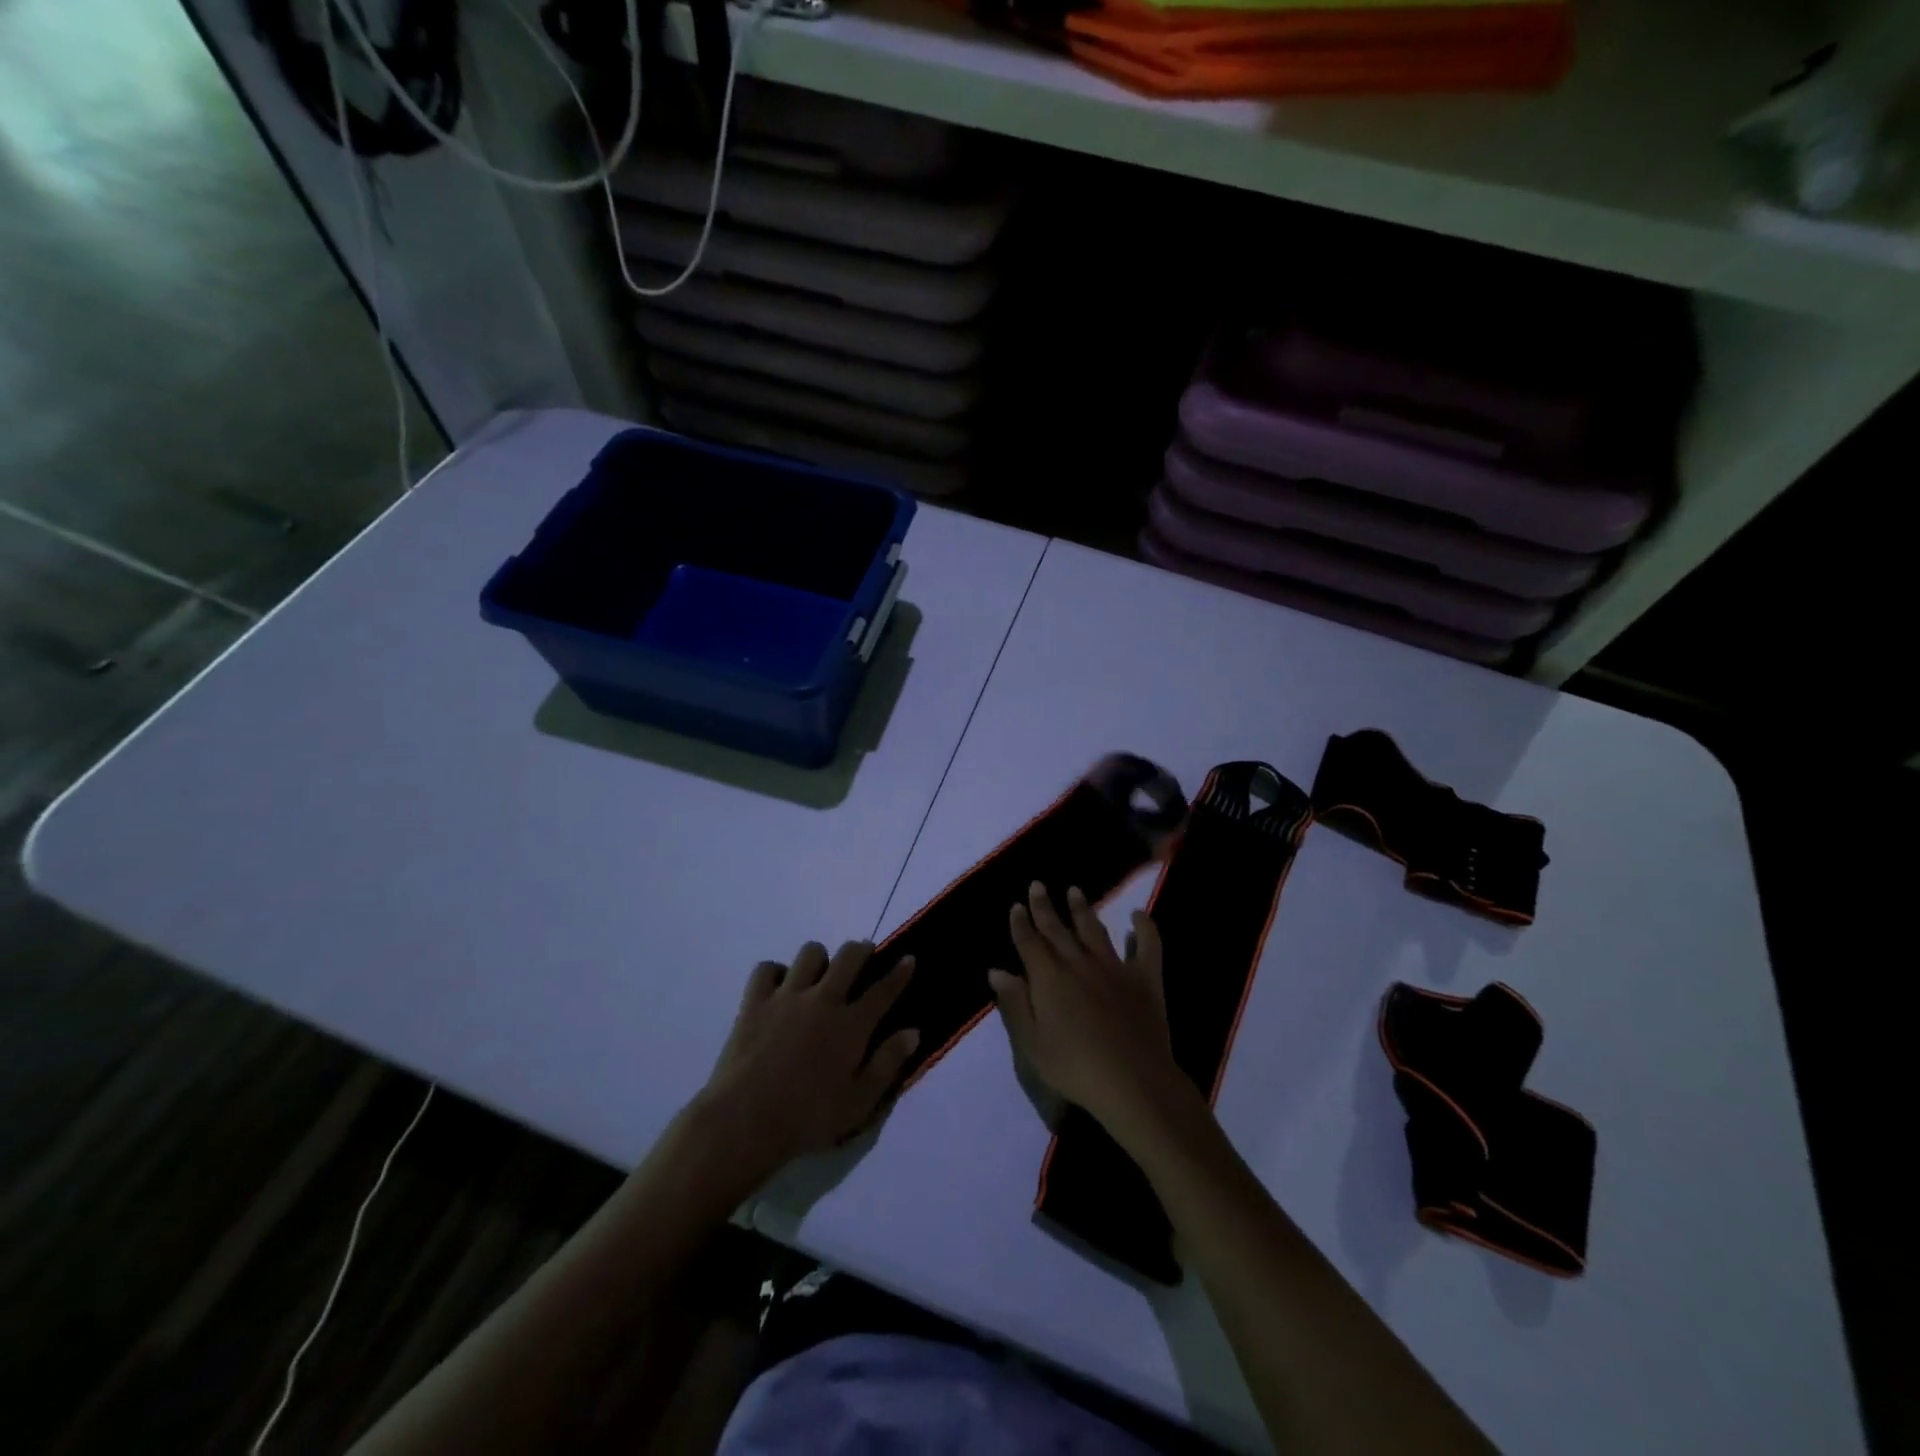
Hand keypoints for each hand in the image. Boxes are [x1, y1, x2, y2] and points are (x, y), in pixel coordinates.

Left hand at [699, 941, 919, 1178]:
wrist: (745, 1121)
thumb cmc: (808, 1118)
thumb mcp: (859, 1103)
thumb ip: (887, 1064)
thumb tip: (912, 1032)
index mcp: (851, 1025)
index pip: (883, 990)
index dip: (900, 972)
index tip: (908, 959)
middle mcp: (823, 1000)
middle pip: (849, 957)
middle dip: (861, 950)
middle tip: (864, 954)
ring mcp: (787, 997)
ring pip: (810, 954)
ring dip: (820, 958)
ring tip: (820, 972)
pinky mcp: (755, 1002)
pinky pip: (767, 968)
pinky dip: (776, 972)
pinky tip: (779, 986)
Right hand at [989, 882, 1194, 1141]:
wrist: (1133, 1082)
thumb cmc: (1075, 1068)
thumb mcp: (1032, 1043)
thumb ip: (1015, 1004)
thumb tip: (997, 971)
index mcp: (1049, 978)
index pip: (1029, 942)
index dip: (1020, 923)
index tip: (1016, 905)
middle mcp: (1078, 963)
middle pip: (1057, 929)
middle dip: (1045, 907)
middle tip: (1038, 885)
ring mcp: (1114, 967)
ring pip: (1094, 930)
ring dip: (1082, 909)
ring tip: (1075, 891)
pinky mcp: (1145, 978)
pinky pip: (1147, 945)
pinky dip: (1144, 927)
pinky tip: (1139, 914)